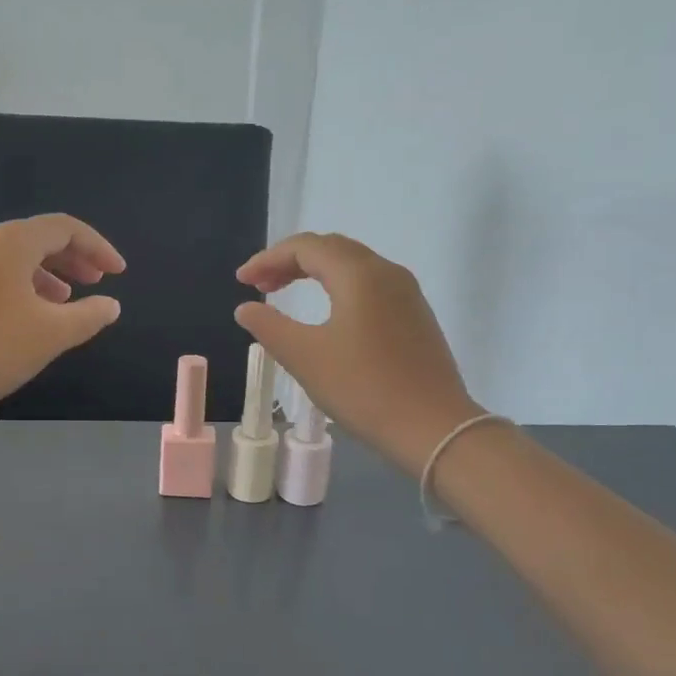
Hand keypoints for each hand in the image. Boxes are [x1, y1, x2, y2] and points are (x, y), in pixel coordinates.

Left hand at [0, 214, 125, 425]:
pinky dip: (20, 286)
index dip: (97, 247)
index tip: (118, 273)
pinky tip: (27, 316)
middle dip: (71, 259)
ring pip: (12, 258)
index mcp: (9, 241)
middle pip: (36, 238)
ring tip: (64, 302)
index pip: (64, 228)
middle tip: (95, 283)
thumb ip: (89, 316)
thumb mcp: (51, 334)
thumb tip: (110, 305)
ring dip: (46, 274)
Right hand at [235, 233, 476, 474]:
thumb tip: (246, 308)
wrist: (433, 427)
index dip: (268, 258)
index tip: (241, 281)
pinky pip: (369, 286)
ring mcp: (406, 294)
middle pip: (332, 249)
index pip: (306, 247)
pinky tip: (326, 315)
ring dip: (315, 273)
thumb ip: (270, 327)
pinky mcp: (415, 317)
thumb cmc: (363, 388)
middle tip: (260, 285)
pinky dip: (338, 288)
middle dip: (290, 261)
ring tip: (285, 295)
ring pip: (353, 266)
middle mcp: (387, 272)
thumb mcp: (305, 357)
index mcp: (359, 274)